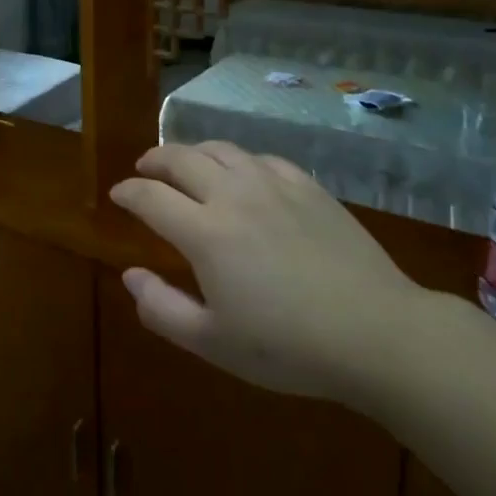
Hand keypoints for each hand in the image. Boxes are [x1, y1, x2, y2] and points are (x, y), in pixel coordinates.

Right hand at [110, 141, 439, 411]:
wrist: (378, 333)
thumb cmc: (288, 346)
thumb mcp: (213, 342)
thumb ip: (162, 308)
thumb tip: (130, 275)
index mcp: (204, 232)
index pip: (150, 197)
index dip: (127, 192)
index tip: (117, 194)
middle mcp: (233, 195)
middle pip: (181, 158)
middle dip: (154, 160)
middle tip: (144, 169)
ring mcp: (274, 185)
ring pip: (221, 149)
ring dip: (194, 152)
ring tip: (187, 164)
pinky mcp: (308, 187)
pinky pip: (262, 158)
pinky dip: (239, 160)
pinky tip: (243, 174)